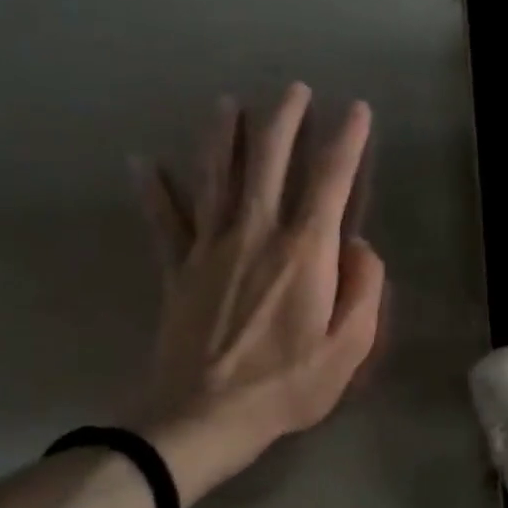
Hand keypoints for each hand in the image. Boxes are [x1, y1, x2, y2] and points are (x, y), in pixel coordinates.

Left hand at [128, 83, 384, 502]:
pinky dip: (154, 189)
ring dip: (225, 137)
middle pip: (270, 162)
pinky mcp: (179, 270)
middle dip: (284, 120)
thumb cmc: (287, 385)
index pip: (331, 181)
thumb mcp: (350, 346)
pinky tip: (143, 161)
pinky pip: (165, 220)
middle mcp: (257, 234)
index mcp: (305, 252)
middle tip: (293, 89)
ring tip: (229, 104)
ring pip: (218, 177)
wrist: (203, 418)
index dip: (347, 141)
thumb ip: (364, 289)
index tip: (357, 110)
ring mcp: (211, 248)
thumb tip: (359, 246)